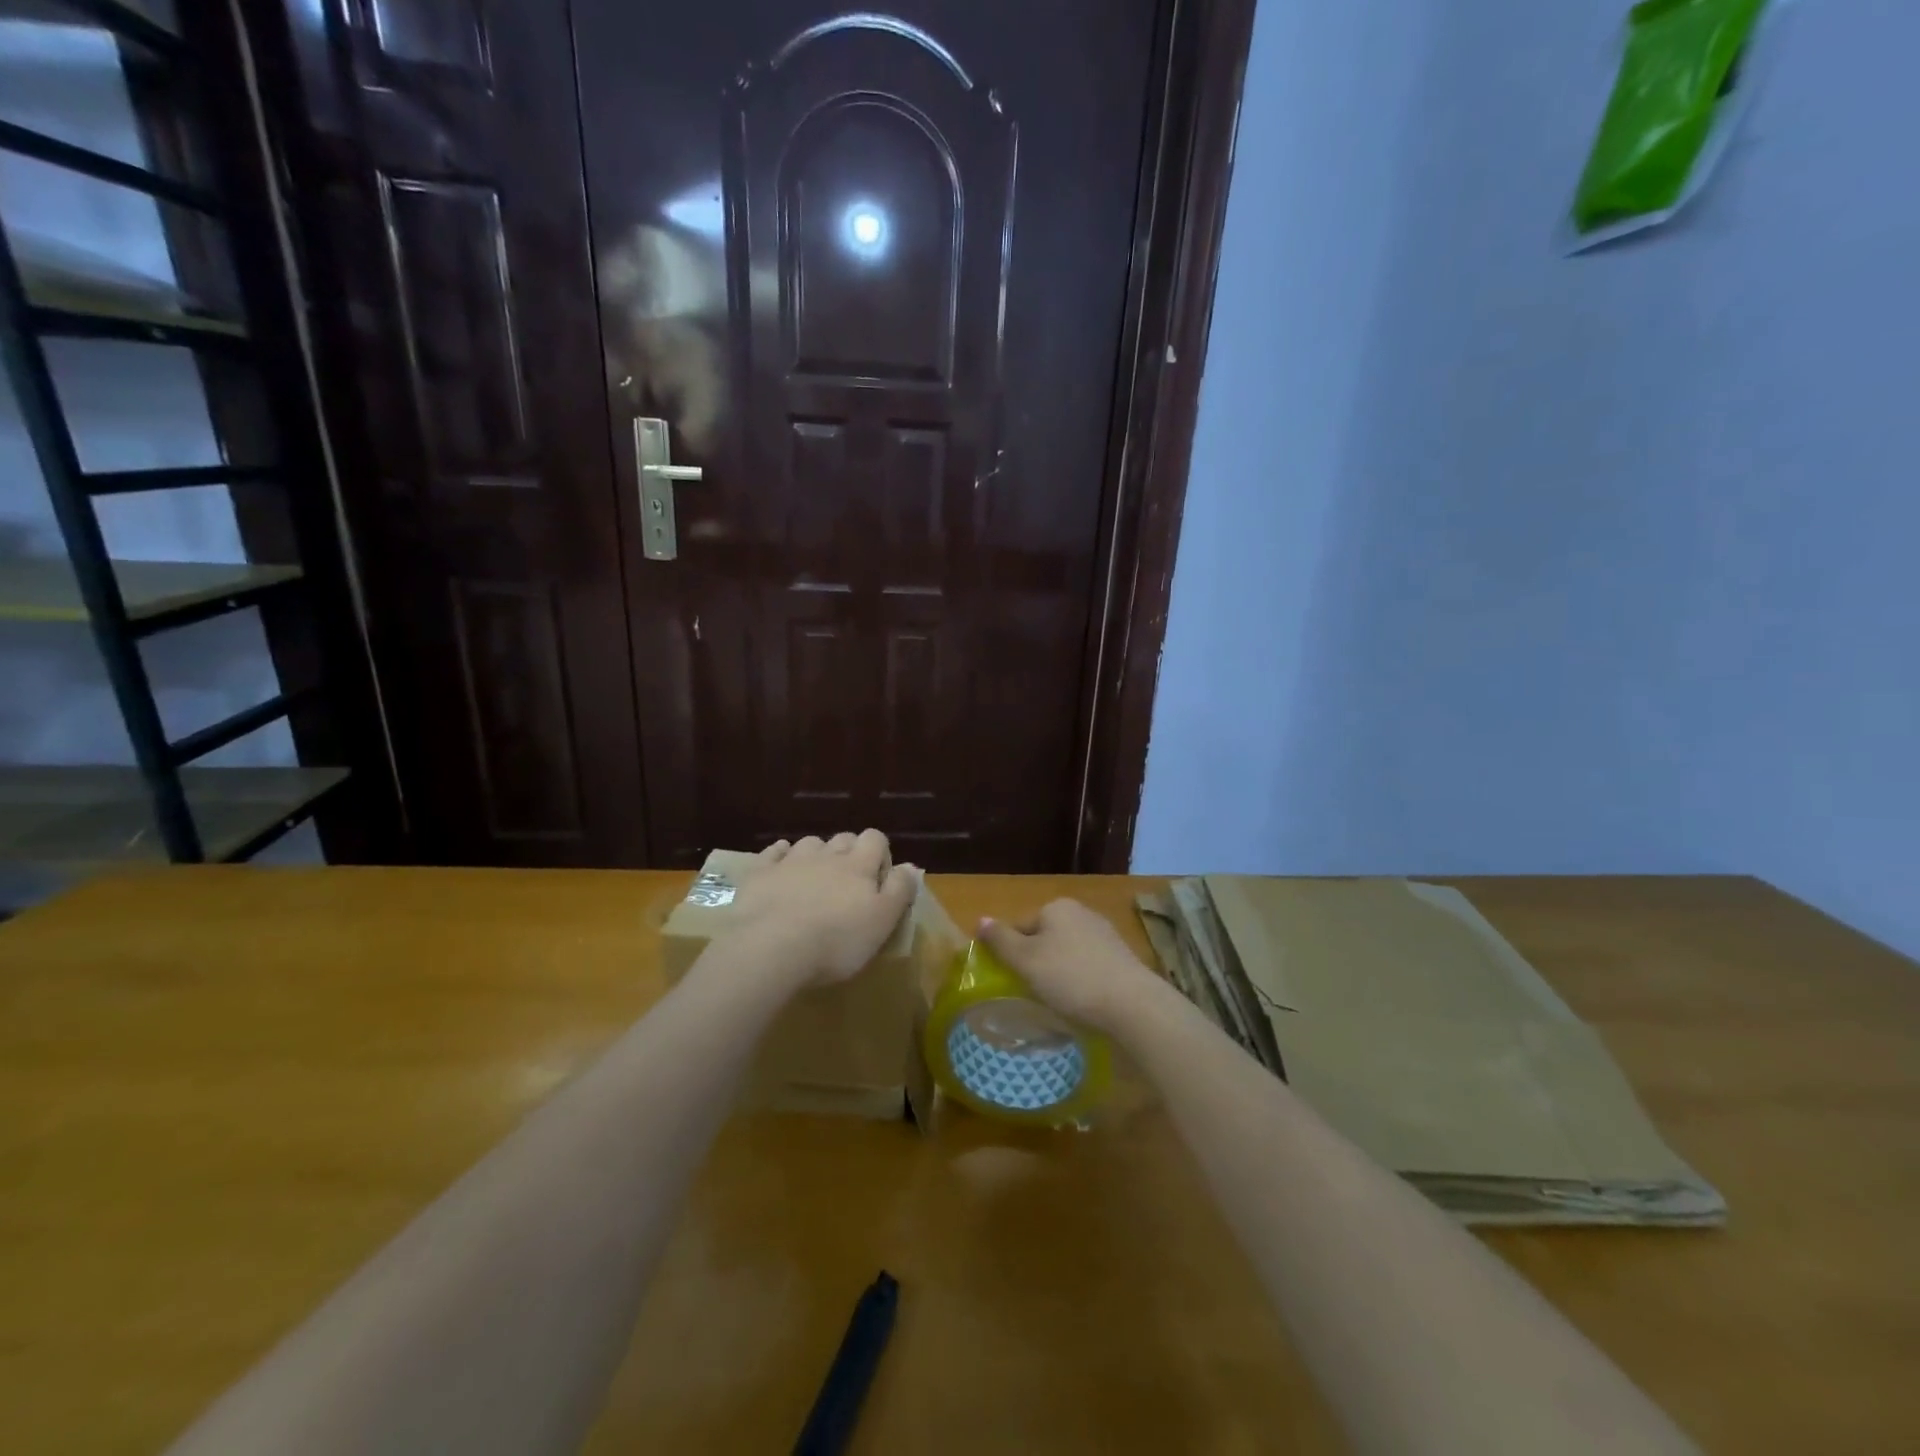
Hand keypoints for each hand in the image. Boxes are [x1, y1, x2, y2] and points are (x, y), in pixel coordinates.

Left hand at [726, 831, 919, 987]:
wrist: (771, 947)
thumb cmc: (837, 940)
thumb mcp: (882, 921)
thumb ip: (899, 890)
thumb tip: (911, 867)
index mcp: (859, 865)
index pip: (876, 839)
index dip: (880, 853)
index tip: (878, 880)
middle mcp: (827, 854)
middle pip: (843, 838)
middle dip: (850, 853)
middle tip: (849, 884)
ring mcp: (791, 861)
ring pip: (810, 843)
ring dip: (816, 855)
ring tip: (815, 879)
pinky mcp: (761, 873)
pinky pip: (773, 852)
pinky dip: (780, 855)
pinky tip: (780, 866)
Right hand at [977, 899, 1166, 1033]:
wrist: (1132, 1004)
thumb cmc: (1071, 978)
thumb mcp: (1026, 960)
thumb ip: (1000, 940)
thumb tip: (980, 919)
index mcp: (1057, 907)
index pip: (1020, 927)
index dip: (1011, 955)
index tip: (1013, 981)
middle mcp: (1082, 912)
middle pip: (1045, 939)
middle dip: (1037, 963)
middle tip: (1033, 993)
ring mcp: (1105, 934)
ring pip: (1068, 953)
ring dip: (1059, 973)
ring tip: (1058, 1002)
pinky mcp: (1122, 958)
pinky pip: (1089, 967)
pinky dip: (1081, 981)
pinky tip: (1082, 1002)